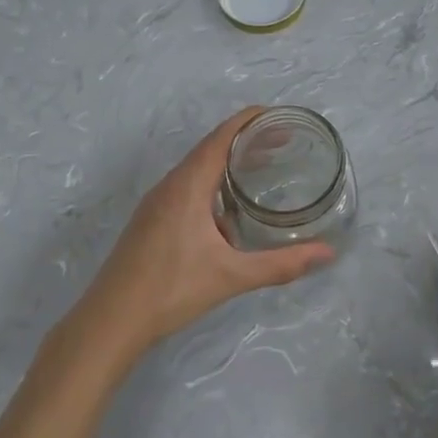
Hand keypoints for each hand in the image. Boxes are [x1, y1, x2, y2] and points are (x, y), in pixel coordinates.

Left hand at [67, 108, 333, 367]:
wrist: (110, 321)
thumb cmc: (171, 290)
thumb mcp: (232, 276)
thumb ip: (281, 264)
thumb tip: (328, 254)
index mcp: (188, 185)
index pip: (222, 136)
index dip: (250, 120)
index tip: (279, 115)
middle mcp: (170, 185)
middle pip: (211, 148)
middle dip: (245, 140)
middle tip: (282, 141)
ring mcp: (157, 202)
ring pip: (197, 169)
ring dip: (228, 163)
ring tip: (260, 169)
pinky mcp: (151, 220)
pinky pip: (187, 186)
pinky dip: (212, 183)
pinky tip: (228, 211)